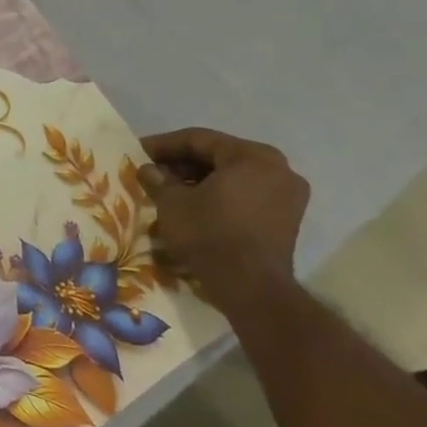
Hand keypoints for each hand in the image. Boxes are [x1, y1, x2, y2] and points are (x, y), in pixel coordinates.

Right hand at [138, 128, 308, 309]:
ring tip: (168, 190)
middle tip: (152, 170)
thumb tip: (149, 170)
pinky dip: (219, 196)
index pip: (199, 139)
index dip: (164, 145)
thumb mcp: (172, 202)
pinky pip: (246, 196)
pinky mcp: (286, 220)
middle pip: (219, 156)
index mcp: (252, 156)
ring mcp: (288, 196)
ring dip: (199, 180)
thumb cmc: (209, 233)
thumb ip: (158, 179)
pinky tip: (193, 205)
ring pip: (233, 177)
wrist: (250, 288)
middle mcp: (278, 169)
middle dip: (182, 163)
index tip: (138, 151)